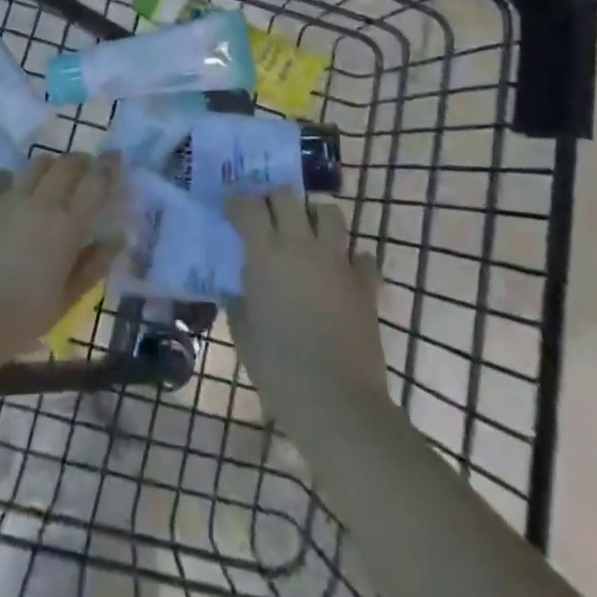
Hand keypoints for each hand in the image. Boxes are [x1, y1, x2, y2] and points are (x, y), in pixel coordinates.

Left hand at [0, 152, 121, 366]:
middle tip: (86, 169)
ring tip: (52, 178)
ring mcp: (5, 197)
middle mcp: (39, 202)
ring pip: (36, 164)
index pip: (95, 183)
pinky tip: (11, 191)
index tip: (115, 158)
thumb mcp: (62, 303)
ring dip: (50, 166)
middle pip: (67, 165)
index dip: (108, 167)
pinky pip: (0, 176)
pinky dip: (12, 178)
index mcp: (66, 227)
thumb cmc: (15, 320)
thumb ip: (91, 267)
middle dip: (81, 162)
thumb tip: (116, 240)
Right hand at [223, 193, 389, 434]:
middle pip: (288, 195)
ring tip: (308, 233)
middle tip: (268, 215)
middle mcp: (301, 246)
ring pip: (329, 212)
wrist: (335, 400)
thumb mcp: (243, 333)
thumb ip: (239, 301)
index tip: (232, 210)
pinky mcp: (365, 282)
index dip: (237, 203)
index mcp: (265, 255)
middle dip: (274, 199)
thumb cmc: (278, 368)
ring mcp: (337, 261)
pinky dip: (351, 259)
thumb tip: (239, 288)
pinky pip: (361, 256)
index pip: (249, 206)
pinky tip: (342, 273)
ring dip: (315, 216)